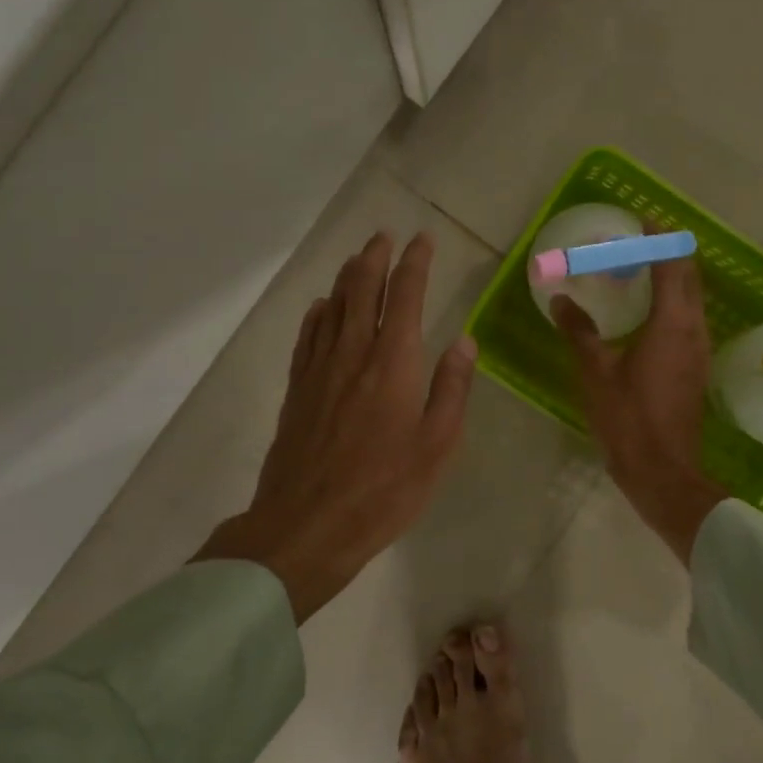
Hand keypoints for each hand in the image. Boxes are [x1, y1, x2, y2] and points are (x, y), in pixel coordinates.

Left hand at [202, 231, 476, 621]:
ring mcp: (319, 370)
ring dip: (346, 277)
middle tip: (385, 236)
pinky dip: (317, 314)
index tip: (422, 240)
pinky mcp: (297, 390)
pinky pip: (307, 337)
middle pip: (361, 290)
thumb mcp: (436, 446)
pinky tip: (321, 307)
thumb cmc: (383, 490)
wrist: (306, 525)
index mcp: (393, 363)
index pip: (404, 297)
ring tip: (358, 259)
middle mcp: (353, 354)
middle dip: (375, 258)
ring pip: (332, 307)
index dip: (414, 264)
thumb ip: (451, 389)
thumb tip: (464, 341)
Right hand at [552, 246, 726, 564]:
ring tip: (640, 271)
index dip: (660, 239)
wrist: (663, 472)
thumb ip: (579, 331)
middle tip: (638, 242)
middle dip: (668, 253)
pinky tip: (647, 313)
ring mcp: (700, 350)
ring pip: (692, 300)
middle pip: (689, 277)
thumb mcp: (595, 373)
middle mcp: (694, 330)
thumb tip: (561, 299)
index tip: (643, 220)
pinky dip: (672, 303)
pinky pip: (688, 320)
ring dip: (672, 278)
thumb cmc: (628, 419)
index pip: (672, 265)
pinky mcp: (696, 368)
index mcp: (672, 324)